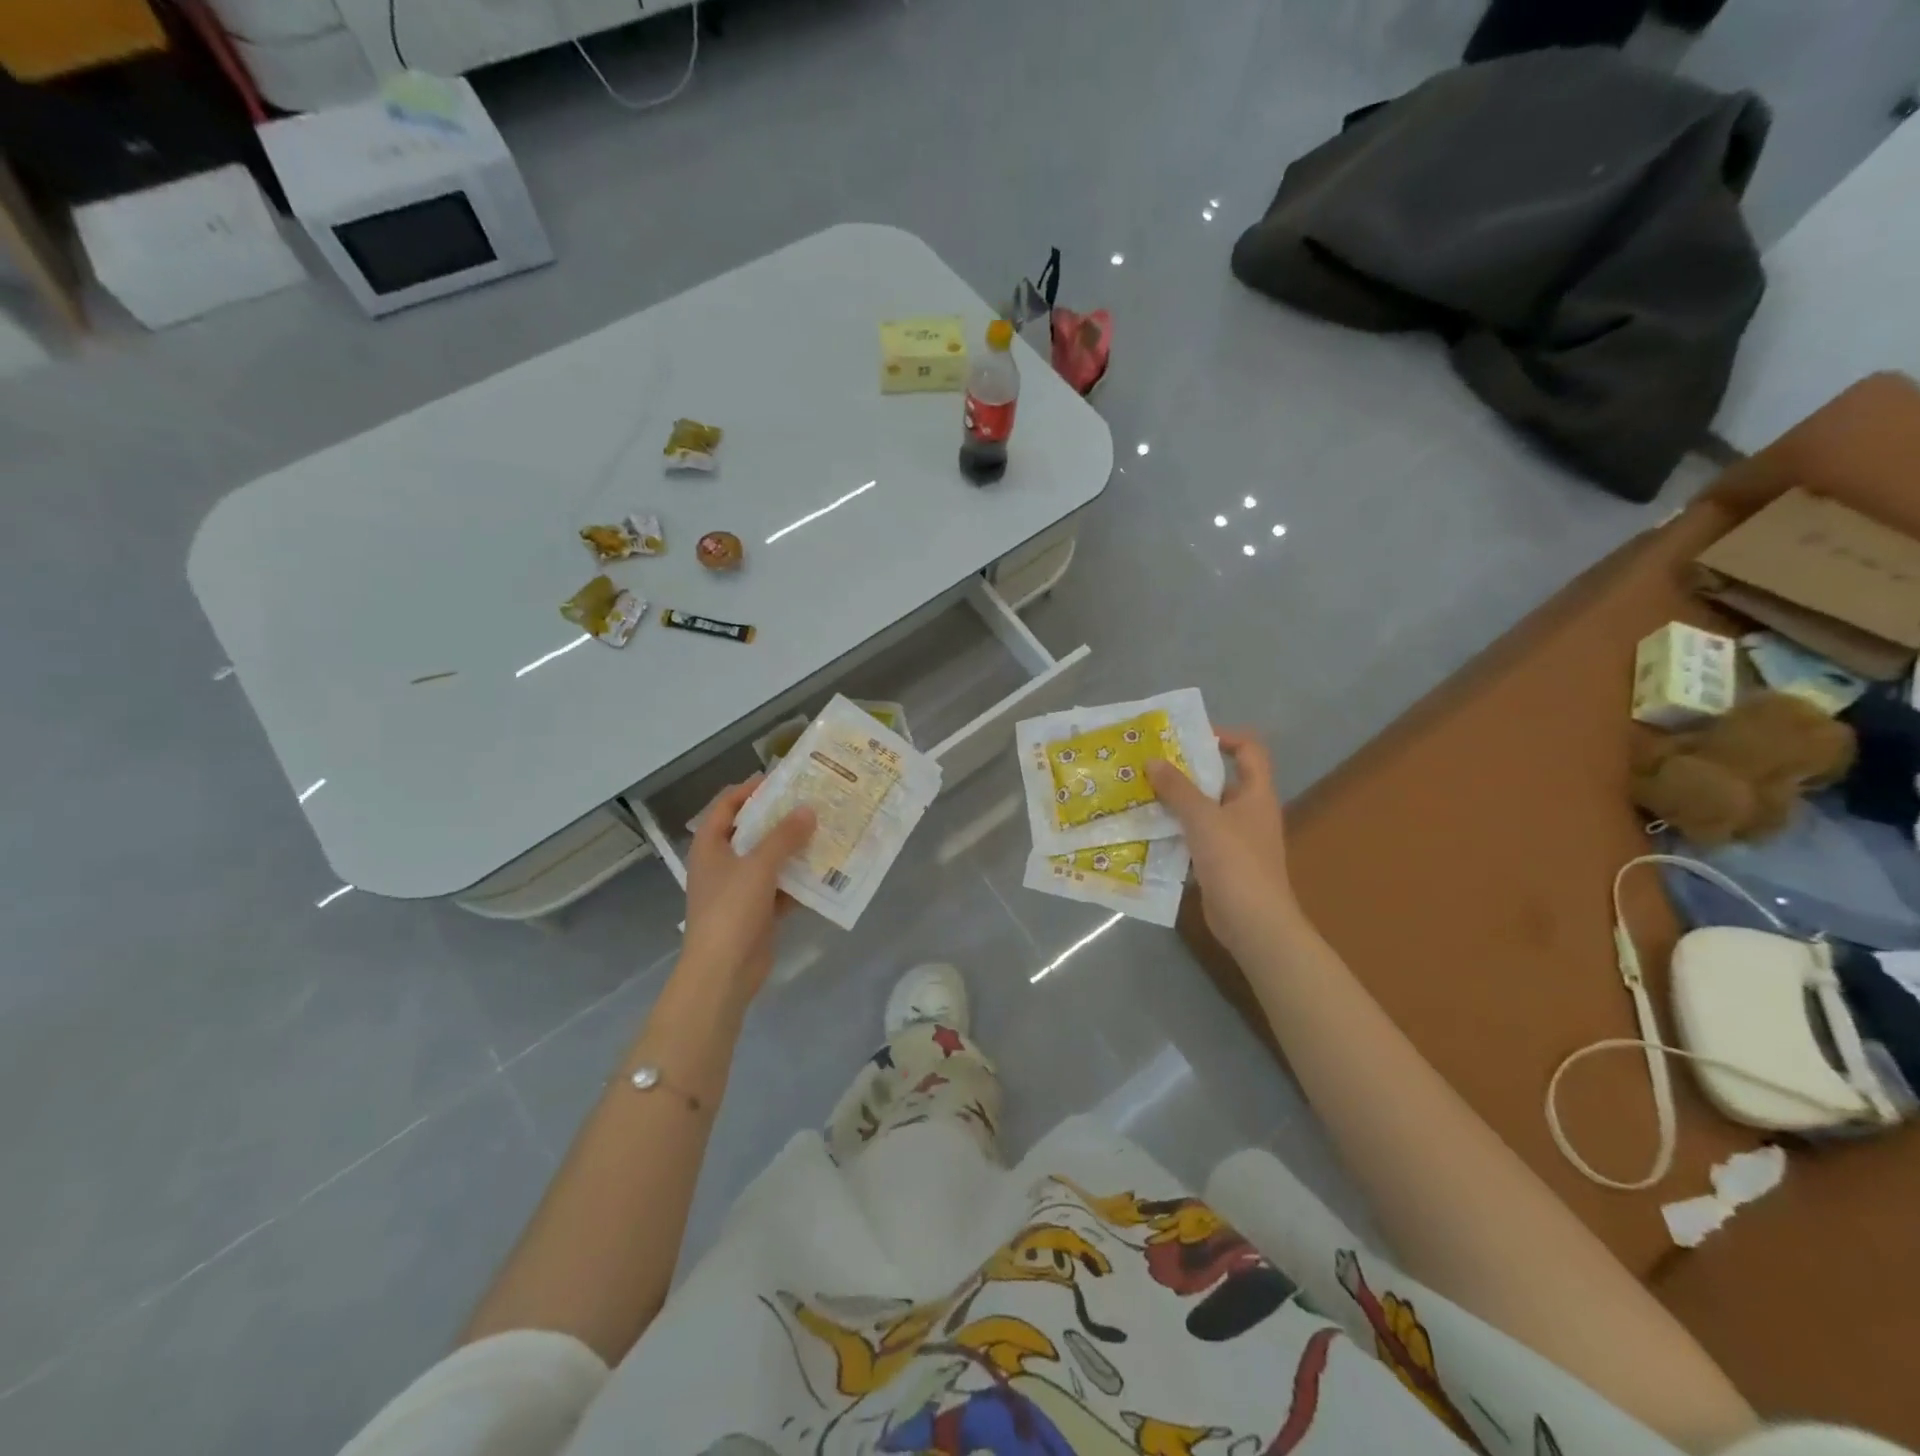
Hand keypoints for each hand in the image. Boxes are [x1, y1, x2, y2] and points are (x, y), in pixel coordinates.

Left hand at [679, 776, 815, 999]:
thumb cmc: (731, 911)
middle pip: (752, 830)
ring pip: (769, 859)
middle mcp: (722, 863)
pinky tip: (826, 870)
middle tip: (813, 803)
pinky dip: (799, 880)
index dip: (751, 789)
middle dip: (781, 818)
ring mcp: (740, 889)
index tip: (783, 779)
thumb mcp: (758, 866)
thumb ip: (784, 836)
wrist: (722, 973)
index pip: (727, 805)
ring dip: (794, 848)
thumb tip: (808, 809)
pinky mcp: (757, 912)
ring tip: (826, 831)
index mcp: (710, 846)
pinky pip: (781, 887)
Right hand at [1146, 729, 1305, 956]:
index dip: (1224, 737)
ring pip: (1204, 810)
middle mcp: (1249, 812)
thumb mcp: (1204, 819)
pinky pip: (1196, 836)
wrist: (1254, 923)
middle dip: (1187, 771)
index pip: (1249, 751)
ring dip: (1177, 802)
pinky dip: (1176, 830)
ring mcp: (1236, 839)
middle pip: (1220, 779)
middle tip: (1151, 764)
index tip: (1188, 737)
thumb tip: (1153, 760)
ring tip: (1142, 793)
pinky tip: (1148, 830)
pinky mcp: (1221, 863)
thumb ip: (1178, 789)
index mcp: (1256, 794)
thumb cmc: (1236, 863)